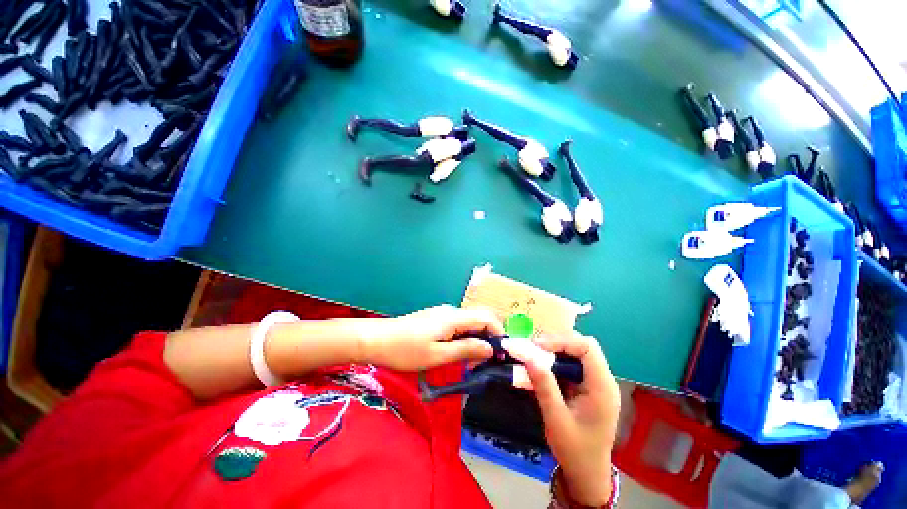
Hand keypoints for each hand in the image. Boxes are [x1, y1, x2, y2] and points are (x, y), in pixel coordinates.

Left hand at [360, 305, 502, 370]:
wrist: (376, 340)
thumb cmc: (405, 351)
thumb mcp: (437, 355)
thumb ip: (466, 350)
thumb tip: (490, 348)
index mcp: (453, 317)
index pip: (486, 317)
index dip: (499, 333)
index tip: (501, 354)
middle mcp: (451, 311)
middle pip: (479, 319)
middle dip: (488, 338)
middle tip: (486, 362)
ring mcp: (442, 314)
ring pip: (468, 323)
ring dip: (476, 340)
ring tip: (472, 363)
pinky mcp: (436, 319)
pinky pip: (458, 326)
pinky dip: (464, 338)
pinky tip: (458, 353)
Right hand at [507, 333, 619, 506]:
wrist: (586, 474)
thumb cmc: (574, 450)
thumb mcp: (556, 418)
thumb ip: (544, 386)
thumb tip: (529, 356)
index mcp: (601, 387)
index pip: (587, 347)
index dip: (561, 341)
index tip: (537, 346)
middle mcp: (602, 380)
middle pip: (581, 346)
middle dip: (556, 343)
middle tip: (533, 349)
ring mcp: (595, 383)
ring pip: (575, 353)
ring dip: (554, 351)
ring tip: (533, 355)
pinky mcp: (587, 387)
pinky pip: (571, 365)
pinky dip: (555, 362)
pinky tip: (541, 368)